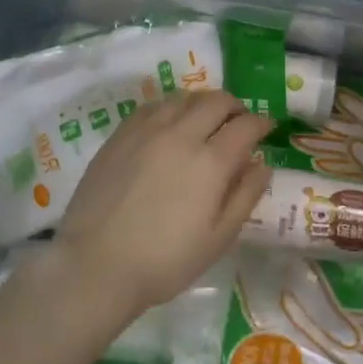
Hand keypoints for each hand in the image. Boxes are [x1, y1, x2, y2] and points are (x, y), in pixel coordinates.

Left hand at [53, 91, 272, 322]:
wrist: (95, 265)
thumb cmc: (165, 261)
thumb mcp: (218, 239)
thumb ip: (245, 196)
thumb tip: (262, 165)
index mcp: (211, 162)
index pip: (246, 125)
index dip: (261, 122)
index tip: (267, 128)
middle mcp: (181, 135)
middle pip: (216, 101)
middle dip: (235, 106)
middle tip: (239, 121)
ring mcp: (146, 131)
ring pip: (183, 98)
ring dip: (202, 103)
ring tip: (205, 120)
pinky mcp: (119, 136)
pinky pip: (152, 107)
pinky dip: (170, 108)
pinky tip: (169, 124)